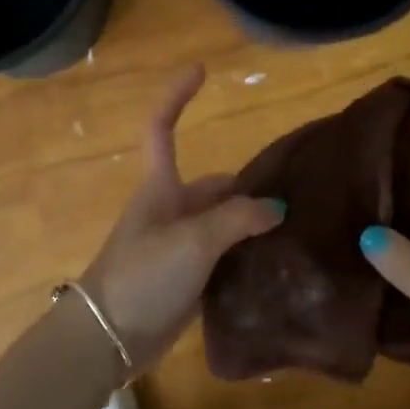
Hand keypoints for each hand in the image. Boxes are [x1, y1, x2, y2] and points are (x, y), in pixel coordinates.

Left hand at [78, 66, 284, 371]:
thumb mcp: (193, 241)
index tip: (200, 70)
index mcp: (162, 189)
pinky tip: (277, 267)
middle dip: (250, 189)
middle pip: (215, 187)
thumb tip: (276, 209)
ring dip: (253, 227)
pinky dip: (246, 259)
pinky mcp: (187, 281)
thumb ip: (237, 219)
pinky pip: (223, 260)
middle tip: (300, 198)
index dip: (177, 97)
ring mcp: (179, 247)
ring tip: (299, 231)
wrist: (109, 338)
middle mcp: (171, 212)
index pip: (162, 129)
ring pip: (223, 225)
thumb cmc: (143, 275)